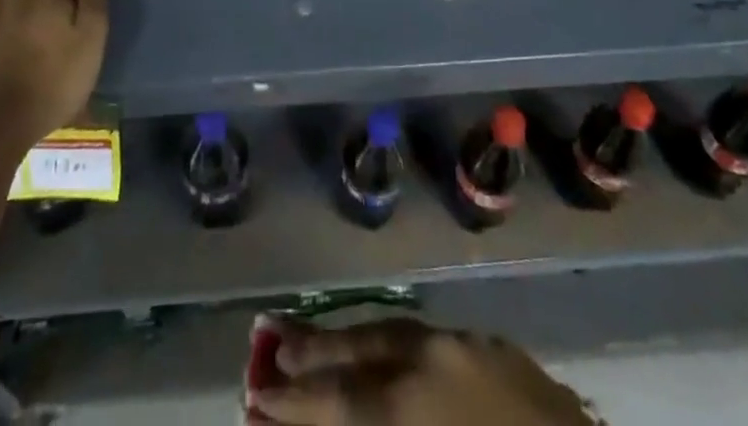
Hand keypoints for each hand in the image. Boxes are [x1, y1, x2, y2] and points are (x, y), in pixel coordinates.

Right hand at [251, 319, 591, 425]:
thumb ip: (372, 420)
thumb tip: (335, 416)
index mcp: (410, 405)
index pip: (336, 401)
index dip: (293, 403)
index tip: (256, 397)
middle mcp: (429, 360)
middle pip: (356, 349)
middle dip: (309, 350)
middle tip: (266, 342)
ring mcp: (463, 344)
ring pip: (388, 331)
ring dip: (348, 337)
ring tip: (309, 337)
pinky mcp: (492, 345)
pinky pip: (424, 336)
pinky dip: (392, 341)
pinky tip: (380, 346)